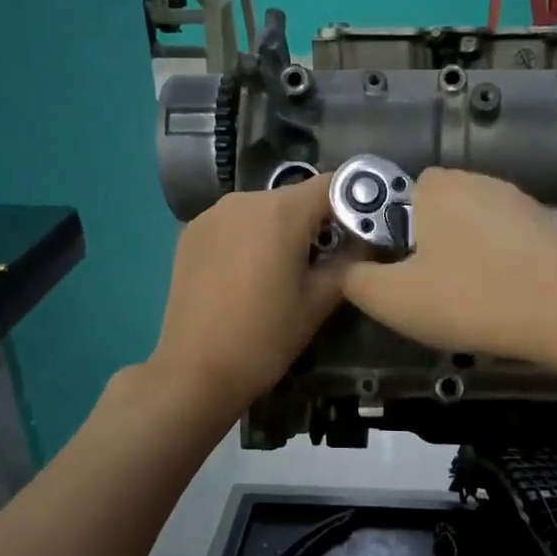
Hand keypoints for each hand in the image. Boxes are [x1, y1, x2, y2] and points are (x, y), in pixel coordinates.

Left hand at [148, 181, 344, 418]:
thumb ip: (350, 262)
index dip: (354, 204)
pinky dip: (250, 239)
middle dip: (315, 222)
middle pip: (295, 198)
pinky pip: (234, 224)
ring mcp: (211, 214)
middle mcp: (244, 199)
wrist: (195, 371)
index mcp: (281, 211)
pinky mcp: (190, 233)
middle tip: (323, 263)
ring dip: (280, 231)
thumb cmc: (266, 337)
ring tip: (282, 273)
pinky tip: (247, 276)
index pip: (333, 184)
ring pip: (262, 210)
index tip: (361, 234)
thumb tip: (367, 241)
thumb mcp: (319, 302)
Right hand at [338, 168, 556, 363]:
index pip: (397, 196)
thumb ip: (356, 281)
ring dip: (467, 257)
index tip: (399, 273)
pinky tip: (506, 299)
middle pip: (437, 212)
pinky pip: (509, 244)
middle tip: (431, 292)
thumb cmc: (468, 298)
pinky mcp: (550, 227)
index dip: (391, 235)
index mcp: (435, 187)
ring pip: (475, 228)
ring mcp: (519, 202)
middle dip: (429, 246)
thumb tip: (348, 272)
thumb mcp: (391, 299)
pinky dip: (501, 266)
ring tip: (472, 301)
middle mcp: (477, 182)